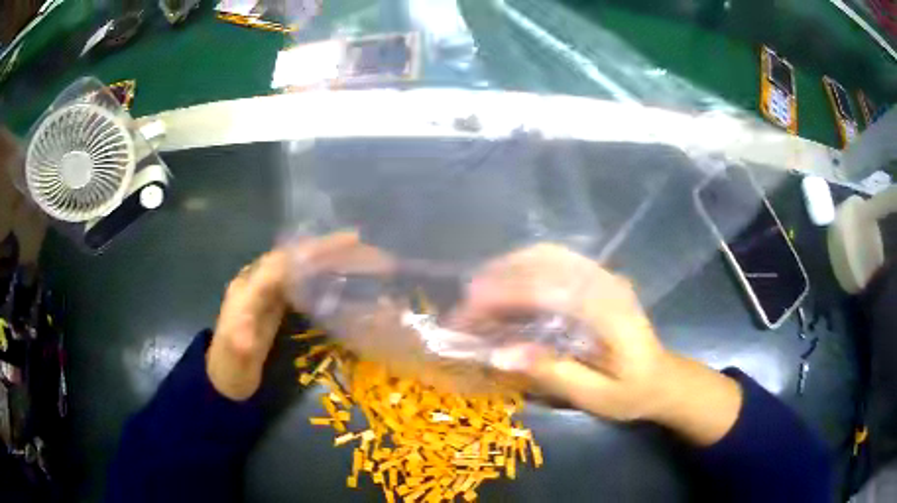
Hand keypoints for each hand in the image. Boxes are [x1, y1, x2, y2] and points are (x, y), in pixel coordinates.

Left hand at [207, 231, 394, 400]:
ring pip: (297, 264)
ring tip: (356, 250)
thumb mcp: (233, 358)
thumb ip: (240, 341)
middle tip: (358, 242)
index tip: (339, 247)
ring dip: (324, 255)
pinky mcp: (274, 301)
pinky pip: (299, 278)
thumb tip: (249, 333)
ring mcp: (265, 291)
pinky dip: (320, 270)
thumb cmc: (230, 369)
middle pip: (291, 257)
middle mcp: (255, 282)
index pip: (279, 265)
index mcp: (246, 291)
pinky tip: (338, 271)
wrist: (225, 378)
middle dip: (323, 248)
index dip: (308, 254)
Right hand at [452, 243, 666, 420]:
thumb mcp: (595, 395)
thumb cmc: (632, 392)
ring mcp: (605, 276)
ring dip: (510, 266)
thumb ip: (552, 372)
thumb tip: (499, 354)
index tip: (469, 312)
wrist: (663, 379)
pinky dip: (526, 265)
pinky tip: (508, 282)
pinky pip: (558, 260)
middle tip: (467, 304)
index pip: (548, 291)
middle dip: (500, 277)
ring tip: (479, 290)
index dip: (503, 297)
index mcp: (609, 312)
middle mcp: (607, 283)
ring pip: (550, 254)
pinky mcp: (600, 278)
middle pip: (546, 262)